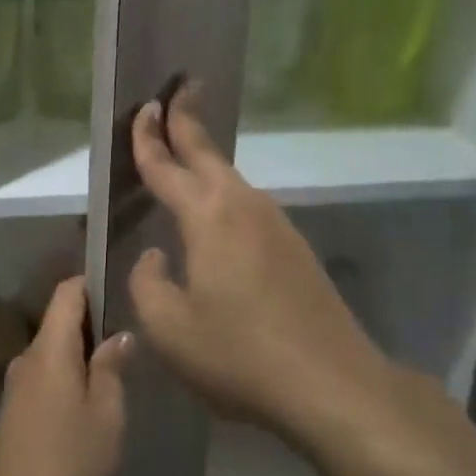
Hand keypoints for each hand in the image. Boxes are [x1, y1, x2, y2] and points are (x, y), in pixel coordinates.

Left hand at [0, 277, 131, 475]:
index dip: (92, 283)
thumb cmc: (70, 464)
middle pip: (60, 322)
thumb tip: (117, 335)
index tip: (122, 289)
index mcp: (50, 350)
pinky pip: (46, 378)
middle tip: (132, 337)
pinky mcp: (14, 415)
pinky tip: (91, 404)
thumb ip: (112, 369)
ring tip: (118, 372)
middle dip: (94, 323)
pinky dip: (69, 378)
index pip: (66, 293)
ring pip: (54, 353)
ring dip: (82, 355)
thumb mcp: (107, 416)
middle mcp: (27, 360)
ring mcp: (17, 388)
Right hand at [127, 89, 386, 440]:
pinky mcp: (293, 247)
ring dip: (206, 158)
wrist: (331, 384)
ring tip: (186, 150)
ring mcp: (274, 224)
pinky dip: (223, 191)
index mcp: (206, 216)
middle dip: (187, 120)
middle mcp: (242, 206)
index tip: (143, 107)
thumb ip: (147, 283)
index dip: (148, 138)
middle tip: (176, 91)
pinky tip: (217, 214)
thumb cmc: (239, 354)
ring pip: (230, 178)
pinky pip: (247, 204)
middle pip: (207, 153)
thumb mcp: (169, 328)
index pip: (167, 166)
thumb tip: (153, 256)